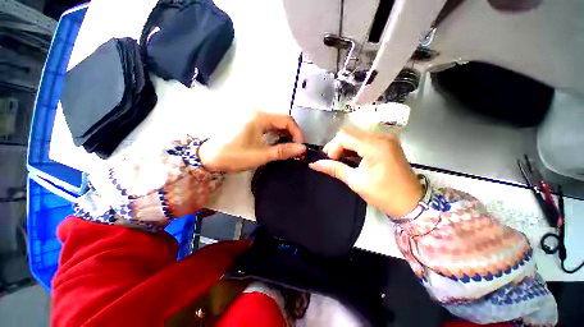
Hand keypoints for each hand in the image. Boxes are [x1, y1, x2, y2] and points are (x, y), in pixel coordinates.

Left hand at [198, 110, 305, 172]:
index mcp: (259, 118)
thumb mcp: (261, 155)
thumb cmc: (235, 156)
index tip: (300, 145)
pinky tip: (278, 142)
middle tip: (295, 147)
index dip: (296, 132)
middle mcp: (257, 113)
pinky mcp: (249, 122)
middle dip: (291, 133)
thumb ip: (282, 151)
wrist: (210, 157)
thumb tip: (302, 149)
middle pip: (281, 120)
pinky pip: (268, 125)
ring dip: (284, 134)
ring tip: (289, 146)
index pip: (286, 120)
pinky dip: (276, 133)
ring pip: (275, 122)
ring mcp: (252, 117)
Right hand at [309, 129, 421, 217]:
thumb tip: (313, 164)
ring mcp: (386, 138)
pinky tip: (352, 157)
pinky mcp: (388, 142)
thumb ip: (334, 169)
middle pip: (350, 133)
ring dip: (345, 146)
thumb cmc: (383, 194)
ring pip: (356, 134)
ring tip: (340, 159)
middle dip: (337, 145)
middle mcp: (382, 136)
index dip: (333, 147)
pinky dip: (354, 146)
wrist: (410, 202)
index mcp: (375, 146)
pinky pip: (365, 138)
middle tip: (332, 160)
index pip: (345, 136)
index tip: (330, 160)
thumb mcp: (355, 181)